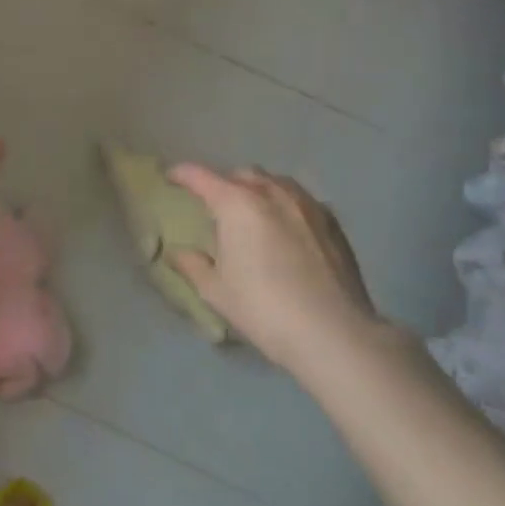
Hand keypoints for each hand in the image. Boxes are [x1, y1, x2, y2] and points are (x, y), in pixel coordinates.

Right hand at [165, 163, 385, 373]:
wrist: (333, 332)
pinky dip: (285, 205)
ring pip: (275, 182)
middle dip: (224, 183)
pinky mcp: (332, 221)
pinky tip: (286, 228)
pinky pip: (300, 200)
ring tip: (252, 211)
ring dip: (257, 189)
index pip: (201, 177)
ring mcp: (306, 204)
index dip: (182, 174)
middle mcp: (272, 193)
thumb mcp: (216, 291)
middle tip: (215, 205)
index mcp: (237, 204)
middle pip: (241, 175)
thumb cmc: (263, 308)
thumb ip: (192, 265)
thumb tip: (176, 253)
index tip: (171, 177)